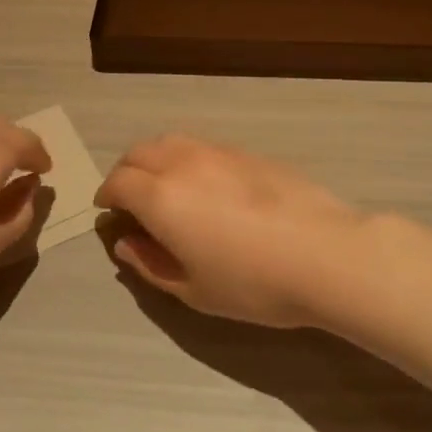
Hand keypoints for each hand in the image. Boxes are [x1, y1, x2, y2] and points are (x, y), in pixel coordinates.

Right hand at [95, 135, 371, 327]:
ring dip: (156, 159)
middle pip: (140, 152)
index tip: (110, 213)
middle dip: (127, 172)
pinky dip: (188, 159)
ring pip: (172, 141)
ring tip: (167, 188)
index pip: (118, 182)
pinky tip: (206, 186)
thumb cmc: (252, 283)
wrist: (323, 253)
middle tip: (133, 200)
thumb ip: (151, 264)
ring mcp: (218, 152)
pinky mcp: (248, 152)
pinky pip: (203, 146)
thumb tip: (126, 242)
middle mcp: (183, 163)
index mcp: (161, 196)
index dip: (108, 196)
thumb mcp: (194, 290)